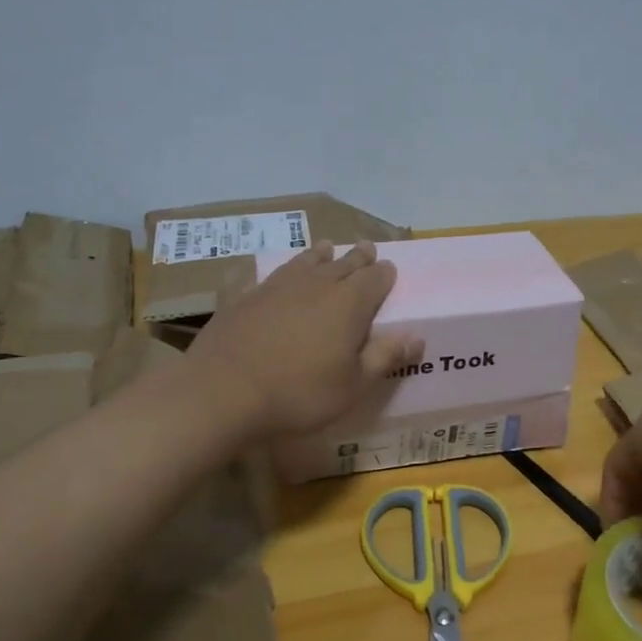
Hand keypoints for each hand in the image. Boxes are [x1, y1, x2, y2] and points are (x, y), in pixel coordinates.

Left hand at [185, 240, 422, 438]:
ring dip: (320, 255)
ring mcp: (277, 287)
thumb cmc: (300, 393)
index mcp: (349, 304)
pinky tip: (273, 272)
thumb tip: (417, 337)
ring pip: (306, 262)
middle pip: (343, 264)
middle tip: (367, 247)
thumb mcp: (353, 385)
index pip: (374, 279)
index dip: (385, 274)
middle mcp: (316, 285)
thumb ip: (384, 357)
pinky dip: (280, 270)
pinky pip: (269, 275)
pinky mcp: (246, 296)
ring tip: (327, 247)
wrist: (224, 391)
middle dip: (358, 257)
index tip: (390, 268)